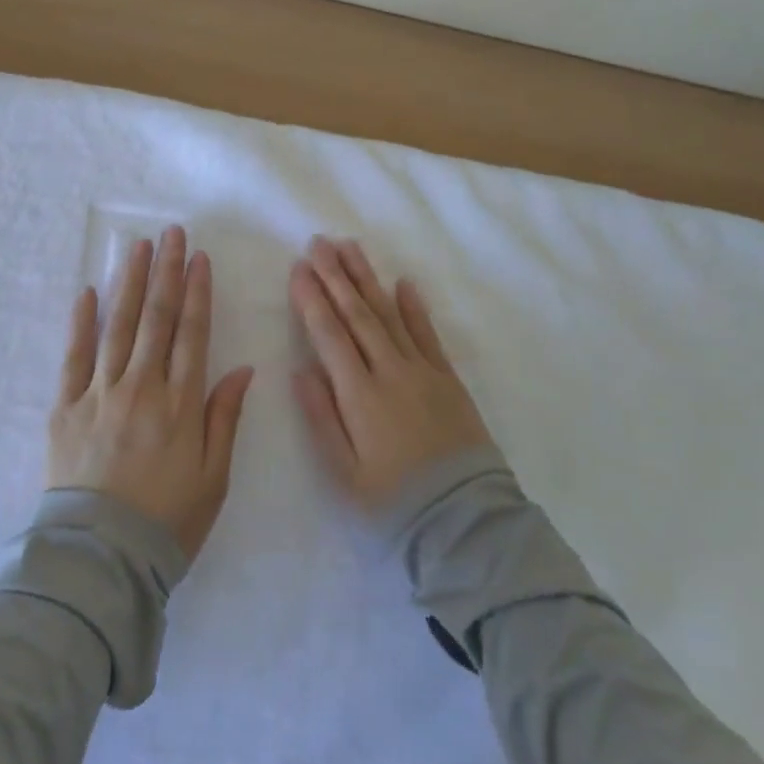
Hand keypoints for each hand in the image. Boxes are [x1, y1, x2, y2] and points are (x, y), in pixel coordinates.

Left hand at [48, 225, 254, 561]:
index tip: (199, 258)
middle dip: (166, 273)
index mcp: (181, 404)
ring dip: (130, 284)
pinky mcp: (66, 408)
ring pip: (118, 327)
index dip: (198, 293)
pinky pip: (73, 357)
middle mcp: (142, 388)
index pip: (192, 334)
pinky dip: (80, 322)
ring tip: (137, 248)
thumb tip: (242, 368)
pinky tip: (87, 292)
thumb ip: (225, 418)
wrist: (101, 558)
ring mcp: (100, 394)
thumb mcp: (215, 477)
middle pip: (157, 319)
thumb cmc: (168, 521)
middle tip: (171, 233)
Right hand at [290, 235, 491, 512]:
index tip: (298, 268)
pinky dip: (414, 307)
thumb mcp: (344, 472)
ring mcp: (423, 371)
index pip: (330, 335)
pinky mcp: (448, 379)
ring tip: (351, 248)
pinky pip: (428, 334)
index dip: (312, 299)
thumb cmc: (393, 502)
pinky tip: (403, 282)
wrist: (464, 520)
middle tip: (318, 243)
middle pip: (358, 314)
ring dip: (368, 279)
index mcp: (359, 395)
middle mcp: (391, 372)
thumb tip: (302, 370)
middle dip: (335, 276)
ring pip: (390, 315)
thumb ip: (321, 418)